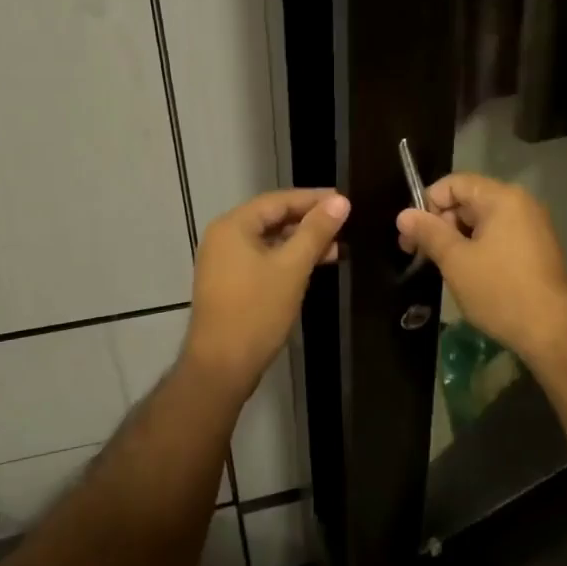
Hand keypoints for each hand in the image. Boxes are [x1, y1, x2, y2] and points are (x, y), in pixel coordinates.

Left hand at [182, 188, 349, 394]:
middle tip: (344, 223)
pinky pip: (263, 260)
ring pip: (270, 241)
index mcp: (233, 226)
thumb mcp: (292, 267)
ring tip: (337, 248)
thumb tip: (341, 201)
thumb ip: (316, 231)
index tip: (344, 200)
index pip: (279, 200)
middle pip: (273, 218)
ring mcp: (224, 262)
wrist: (222, 366)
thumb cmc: (256, 311)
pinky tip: (313, 267)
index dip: (313, 198)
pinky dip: (288, 259)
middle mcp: (224, 238)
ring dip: (301, 242)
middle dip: (309, 221)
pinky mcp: (230, 284)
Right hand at [396, 173, 566, 366]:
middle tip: (421, 255)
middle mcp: (521, 203)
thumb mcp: (456, 261)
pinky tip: (470, 274)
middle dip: (441, 223)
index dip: (427, 205)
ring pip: (483, 221)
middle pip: (469, 200)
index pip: (454, 183)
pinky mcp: (538, 248)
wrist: (554, 331)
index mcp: (502, 197)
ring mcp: (533, 226)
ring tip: (444, 268)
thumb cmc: (500, 291)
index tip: (411, 237)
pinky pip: (500, 236)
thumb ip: (429, 233)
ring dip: (458, 238)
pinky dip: (479, 248)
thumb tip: (403, 214)